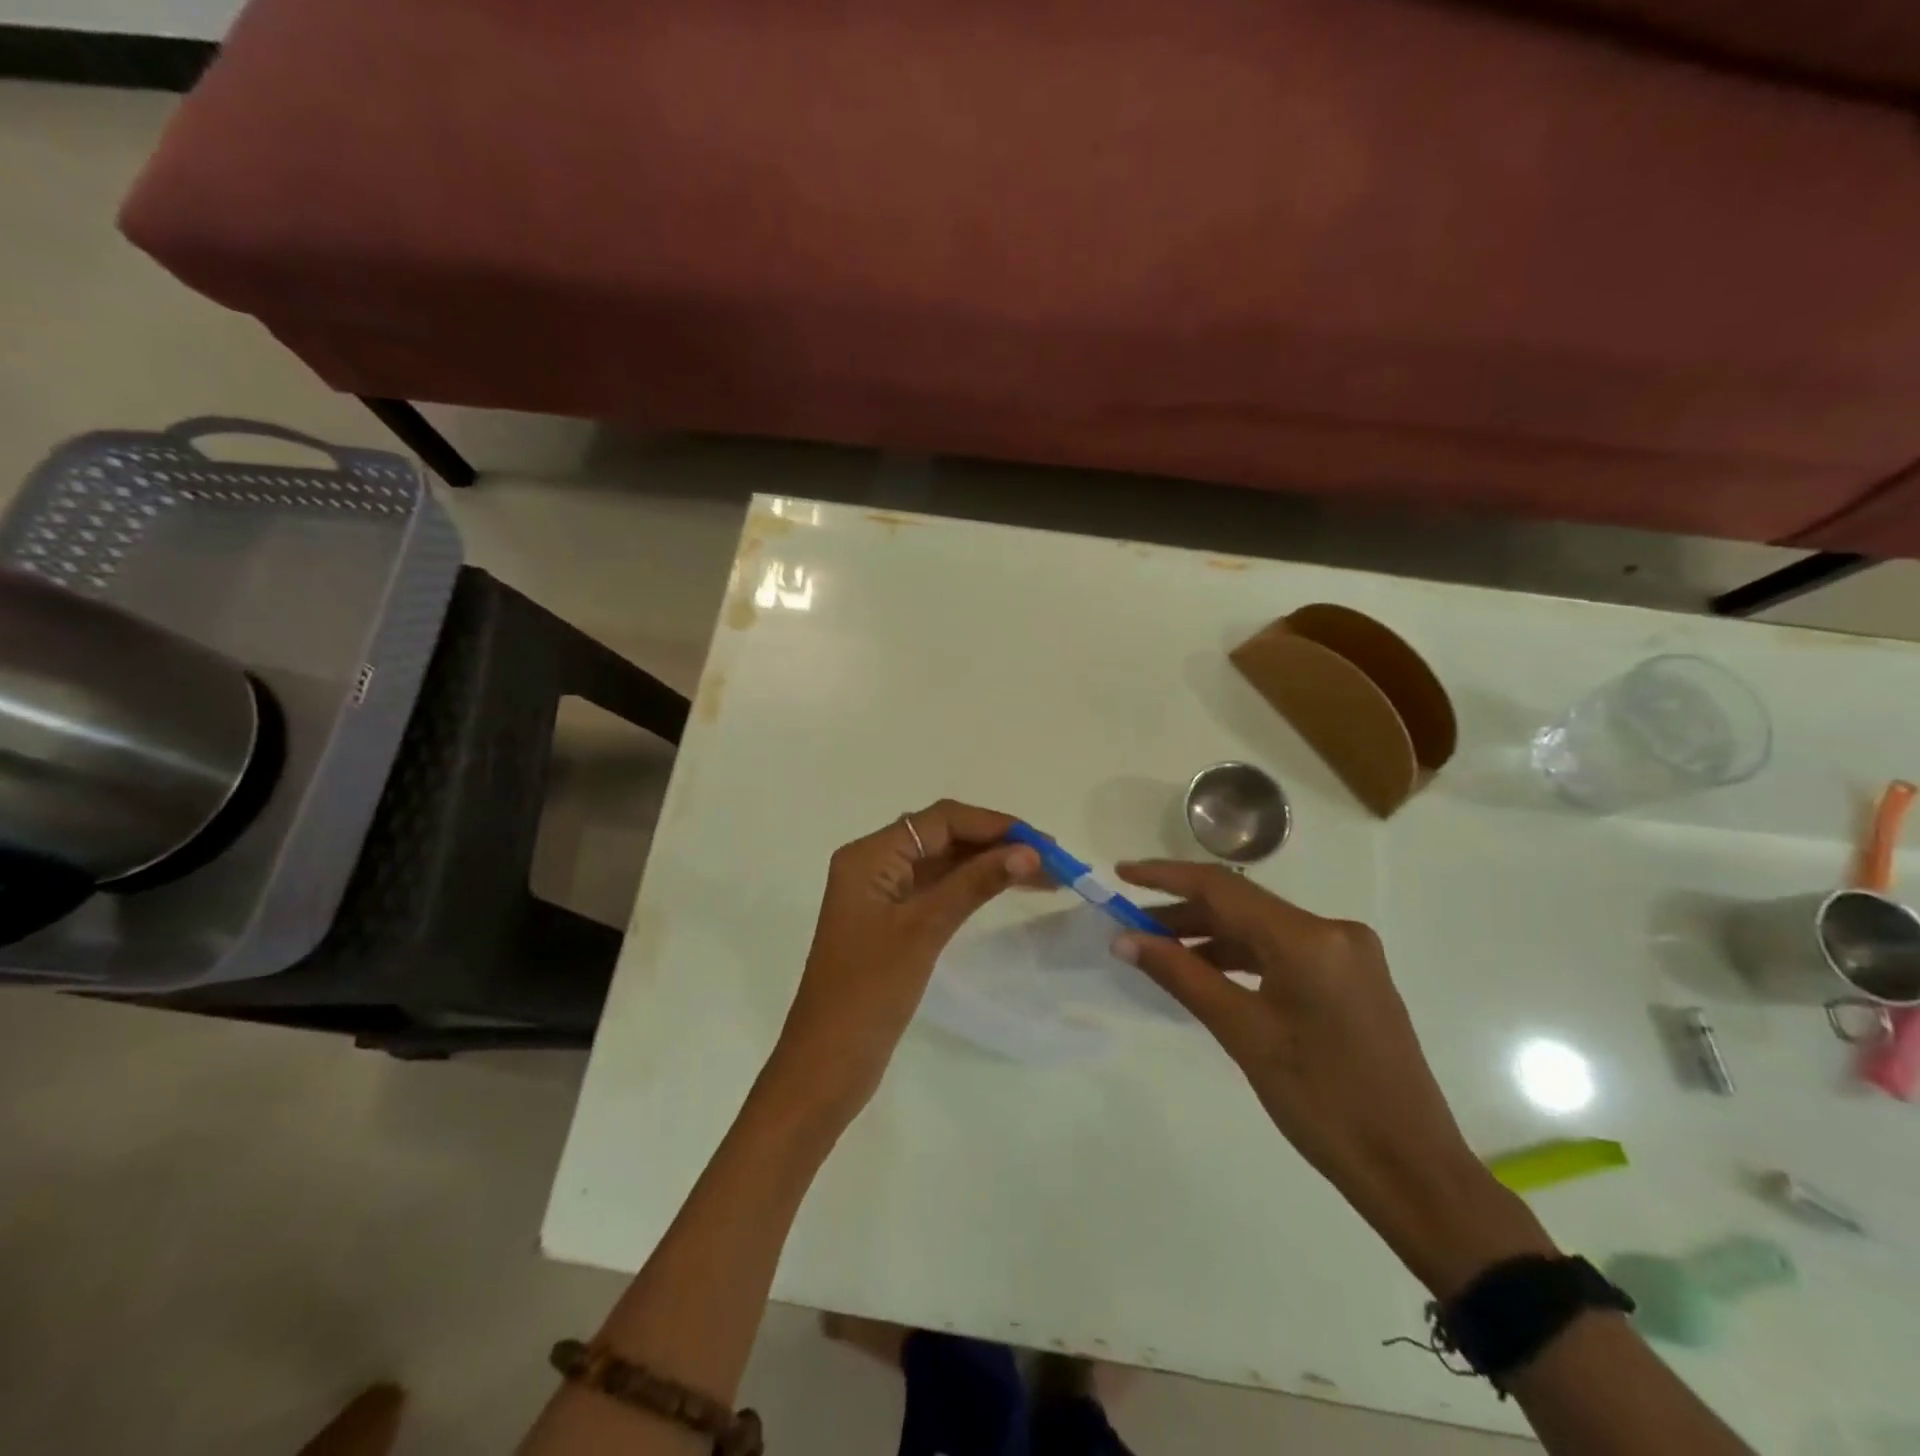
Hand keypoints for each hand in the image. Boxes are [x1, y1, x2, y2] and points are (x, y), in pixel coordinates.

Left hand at [771, 801, 1046, 1116]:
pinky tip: (1006, 891)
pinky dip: (972, 887)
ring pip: (943, 863)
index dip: (993, 825)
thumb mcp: (925, 930)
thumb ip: (974, 884)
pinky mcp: (892, 922)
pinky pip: (938, 889)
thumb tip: (1028, 851)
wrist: (826, 1065)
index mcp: (870, 856)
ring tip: (1043, 875)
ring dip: (988, 864)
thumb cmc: (869, 992)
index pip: (940, 820)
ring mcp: (882, 895)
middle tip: (1052, 860)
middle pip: (942, 836)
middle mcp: (874, 864)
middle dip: (996, 843)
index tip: (1042, 842)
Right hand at [1112, 860, 1551, 1294]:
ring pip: (1261, 931)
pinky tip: (1208, 975)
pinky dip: (1241, 959)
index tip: (1121, 874)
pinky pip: (1283, 953)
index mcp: (1309, 938)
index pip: (1222, 888)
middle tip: (1130, 928)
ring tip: (1159, 953)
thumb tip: (1124, 939)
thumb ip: (1180, 975)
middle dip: (1183, 914)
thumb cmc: (1322, 1103)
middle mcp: (1333, 931)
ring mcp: (1348, 955)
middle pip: (1242, 907)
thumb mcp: (1243, 1034)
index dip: (1165, 877)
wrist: (1412, 1171)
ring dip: (1210, 938)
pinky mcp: (1352, 979)